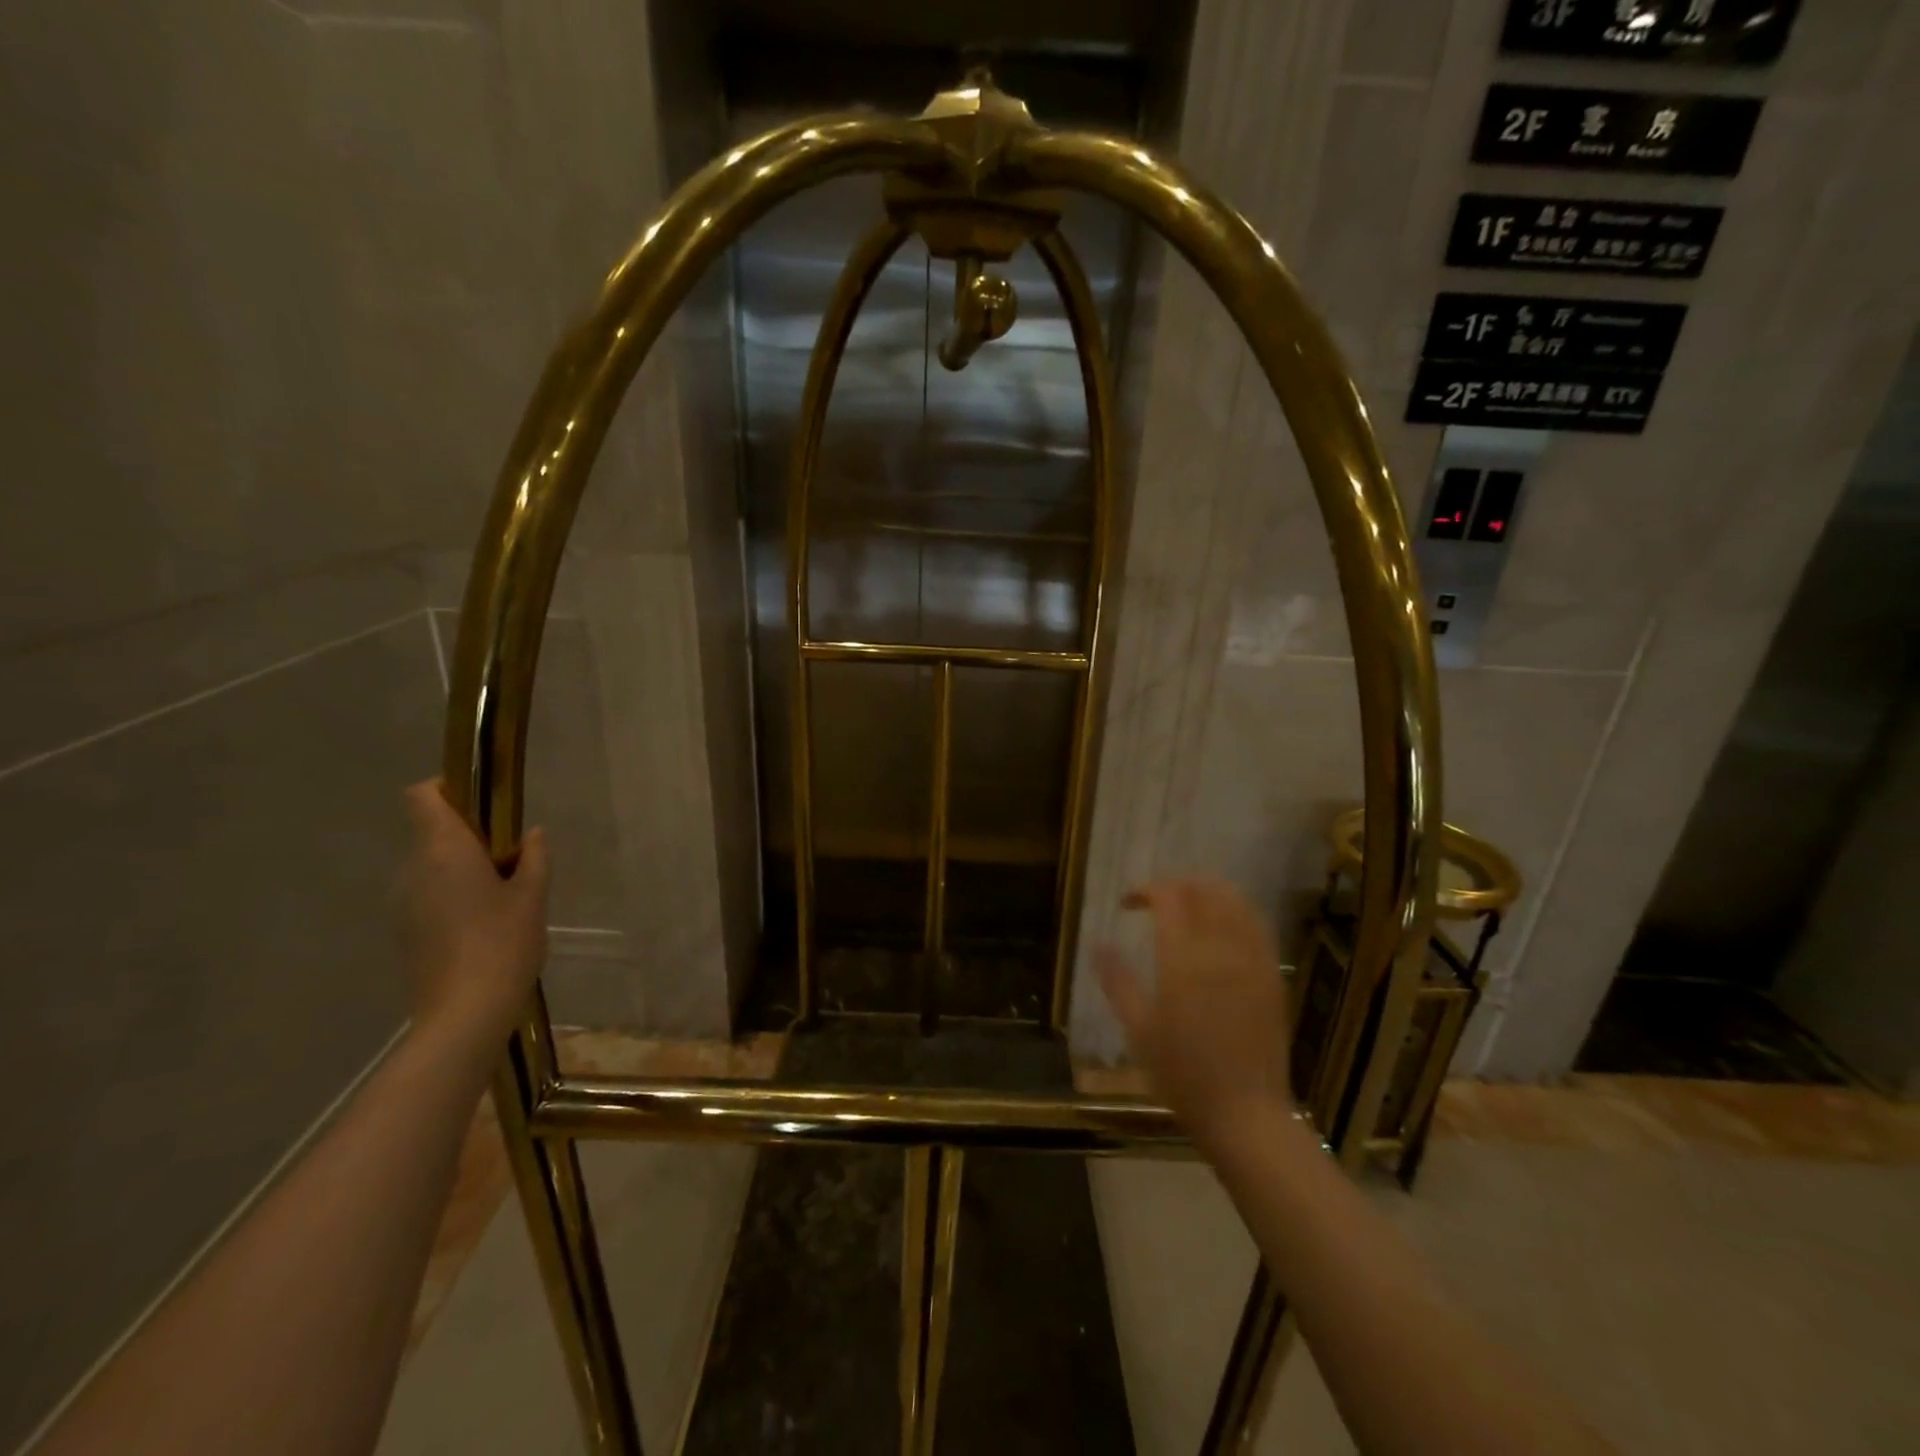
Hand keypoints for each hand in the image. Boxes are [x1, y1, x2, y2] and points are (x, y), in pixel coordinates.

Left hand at [399, 780, 549, 1051]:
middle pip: (430, 831)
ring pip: (430, 865)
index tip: (485, 804)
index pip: (423, 796)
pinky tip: (485, 923)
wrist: (464, 1014)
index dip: (449, 789)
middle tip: (512, 855)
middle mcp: (413, 869)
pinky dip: (452, 894)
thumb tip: (532, 835)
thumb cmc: (504, 942)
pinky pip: (427, 894)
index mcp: (443, 850)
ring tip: (504, 894)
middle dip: (468, 834)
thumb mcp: (533, 895)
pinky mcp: (404, 931)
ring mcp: (402, 902)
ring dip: (461, 867)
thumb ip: (535, 857)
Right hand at [1097, 877, 1292, 1146]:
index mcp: (1183, 959)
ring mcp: (1252, 960)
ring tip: (1189, 907)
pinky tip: (1223, 929)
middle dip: (1178, 883)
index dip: (1145, 890)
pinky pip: (1258, 927)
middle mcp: (1221, 949)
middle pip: (1205, 889)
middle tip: (1157, 900)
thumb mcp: (1138, 1029)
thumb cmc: (1182, 1075)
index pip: (1168, 897)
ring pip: (1236, 901)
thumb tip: (1097, 944)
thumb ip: (1117, 980)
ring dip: (1209, 892)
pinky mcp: (1273, 976)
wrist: (1245, 1115)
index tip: (1127, 903)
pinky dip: (1237, 913)